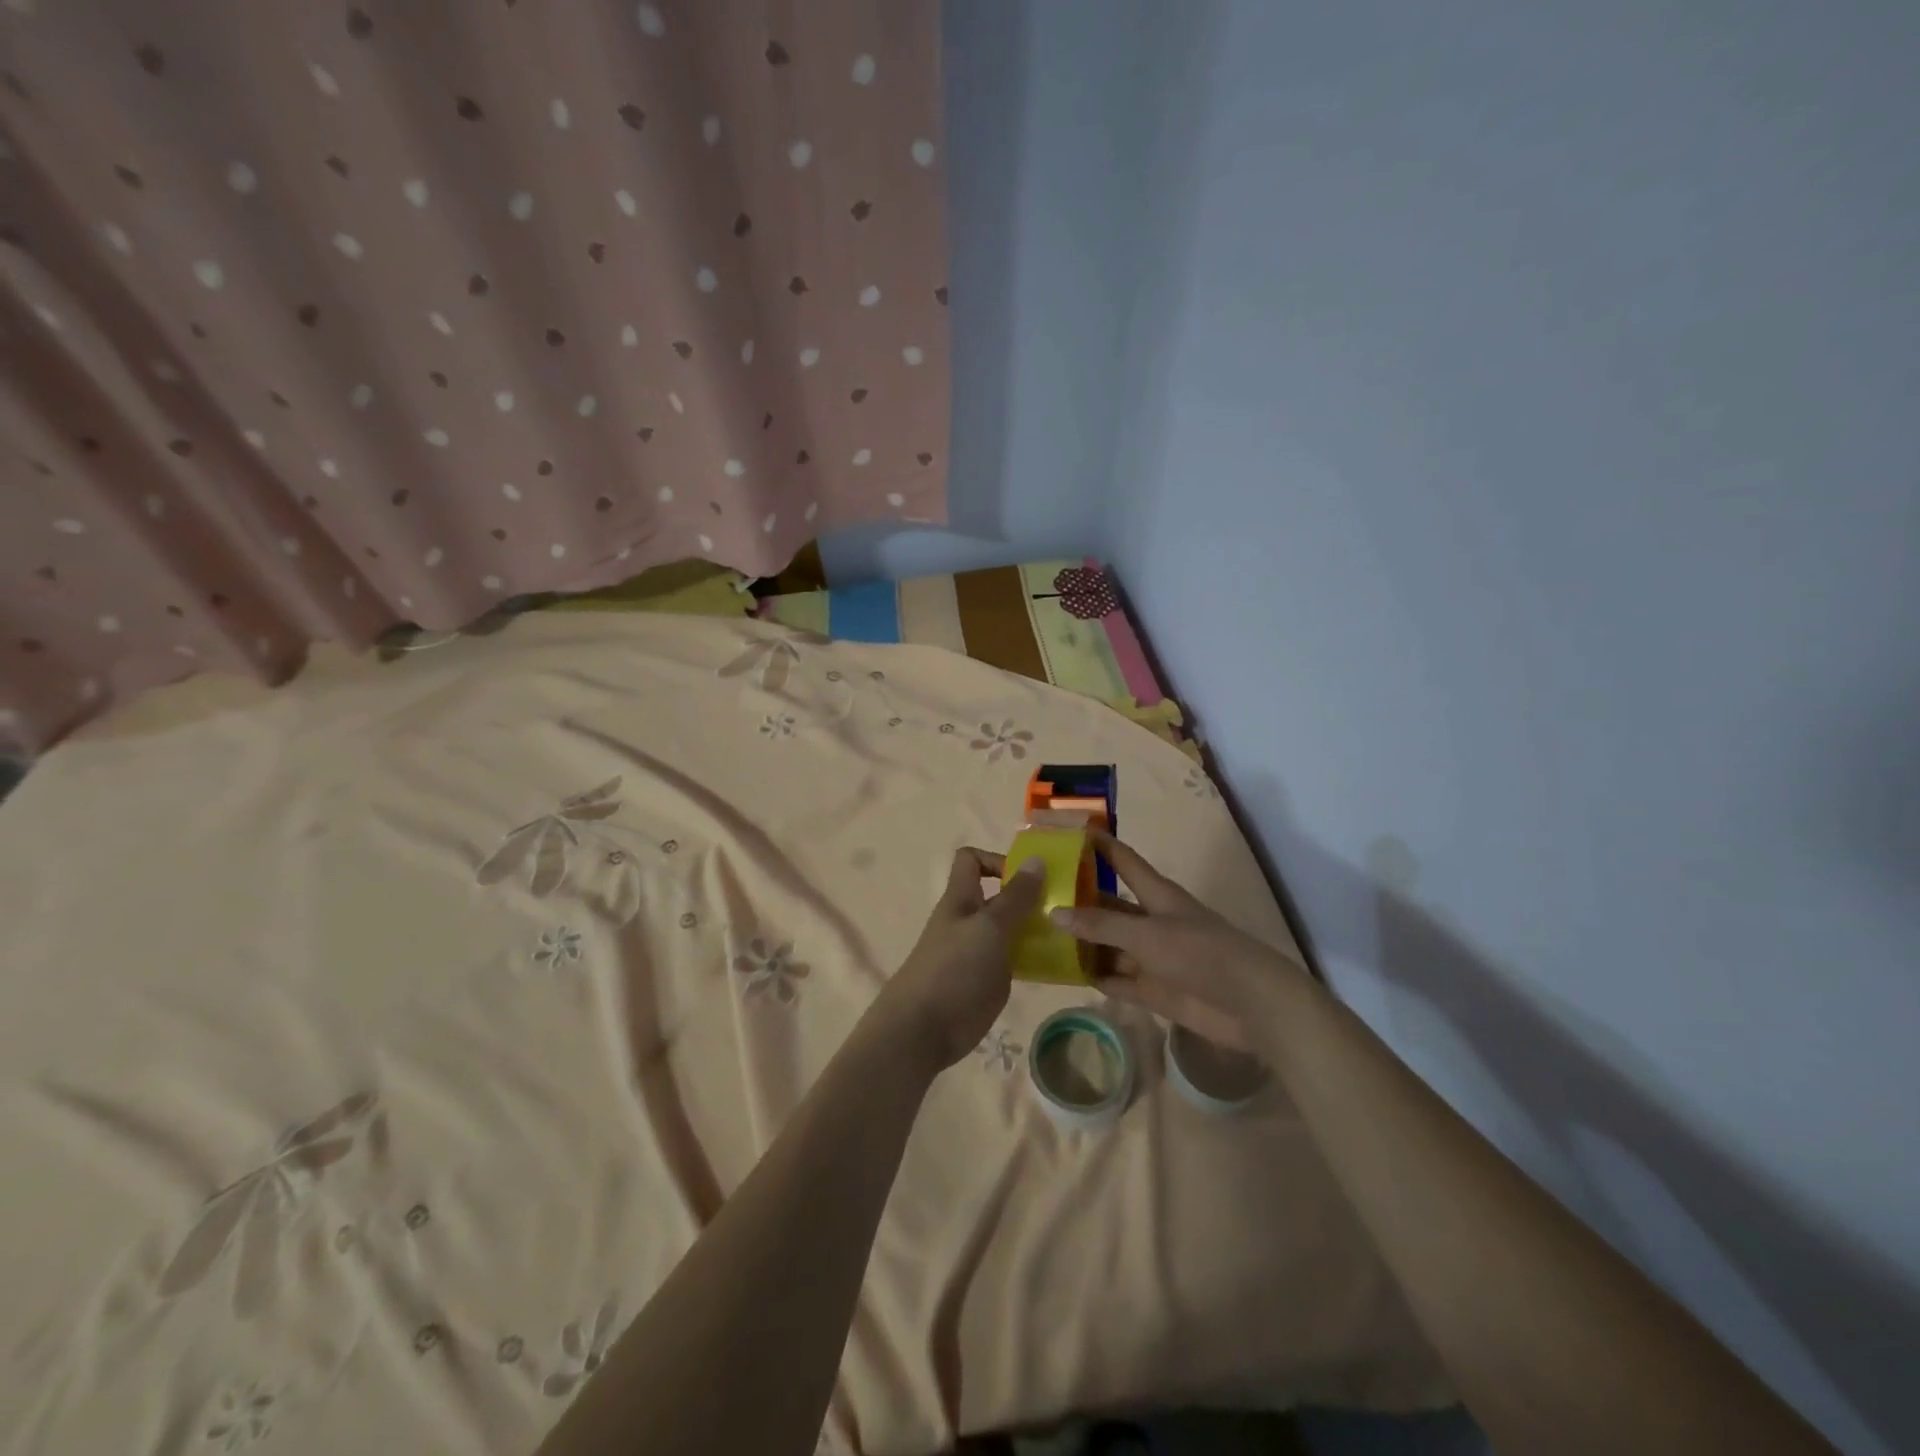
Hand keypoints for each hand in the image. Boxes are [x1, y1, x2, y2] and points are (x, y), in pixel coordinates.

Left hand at [875, 849, 1047, 1071]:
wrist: (923, 1029)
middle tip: (1067, 903)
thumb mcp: (990, 927)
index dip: (998, 860)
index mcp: (961, 898)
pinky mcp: (986, 980)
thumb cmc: (955, 969)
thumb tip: (1036, 858)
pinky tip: (1059, 963)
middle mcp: (968, 920)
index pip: (972, 860)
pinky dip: (1033, 956)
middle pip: (998, 895)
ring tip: (1072, 932)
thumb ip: (1015, 896)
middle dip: (1029, 895)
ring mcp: (977, 951)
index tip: (1031, 874)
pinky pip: (1013, 958)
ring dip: (1036, 927)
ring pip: (1009, 928)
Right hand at [1050, 830, 1309, 1054]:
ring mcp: (1151, 956)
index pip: (1121, 860)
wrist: (1250, 1004)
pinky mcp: (1152, 990)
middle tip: (1033, 896)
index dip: (1097, 844)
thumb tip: (1055, 913)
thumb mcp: (1147, 933)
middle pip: (1107, 905)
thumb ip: (1101, 925)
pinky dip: (1093, 976)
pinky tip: (1062, 974)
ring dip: (1080, 943)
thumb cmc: (1201, 953)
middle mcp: (1151, 921)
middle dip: (1076, 900)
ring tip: (1038, 937)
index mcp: (1156, 894)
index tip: (1065, 831)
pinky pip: (1115, 979)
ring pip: (1107, 944)